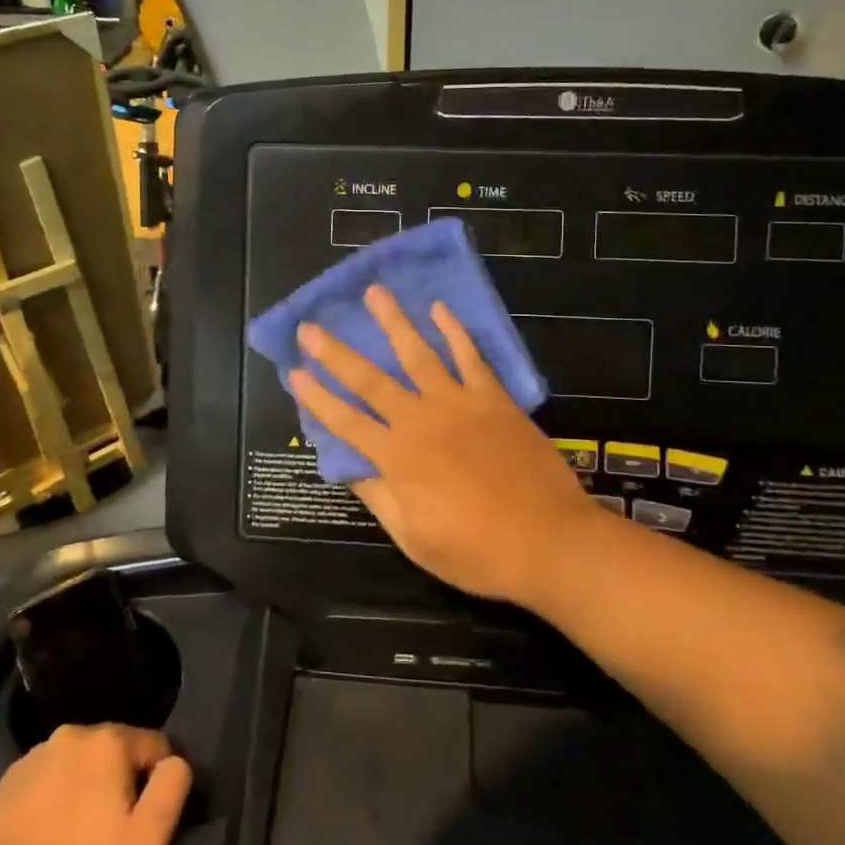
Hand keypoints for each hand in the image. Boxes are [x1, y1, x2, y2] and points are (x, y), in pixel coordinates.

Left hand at [0, 724, 191, 844]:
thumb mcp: (146, 843)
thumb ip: (172, 788)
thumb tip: (176, 761)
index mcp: (107, 741)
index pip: (154, 745)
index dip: (157, 783)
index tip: (145, 822)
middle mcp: (70, 735)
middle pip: (113, 753)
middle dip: (118, 785)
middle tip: (111, 836)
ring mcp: (31, 760)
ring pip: (76, 768)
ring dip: (84, 792)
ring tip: (76, 843)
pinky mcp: (2, 787)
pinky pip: (44, 786)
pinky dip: (51, 805)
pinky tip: (45, 844)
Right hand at [288, 286, 599, 604]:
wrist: (550, 540)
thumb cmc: (478, 551)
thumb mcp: (415, 539)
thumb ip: (380, 498)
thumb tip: (349, 467)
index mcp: (398, 459)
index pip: (345, 422)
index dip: (317, 398)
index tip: (294, 372)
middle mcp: (421, 421)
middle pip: (370, 380)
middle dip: (336, 352)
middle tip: (311, 326)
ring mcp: (459, 404)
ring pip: (418, 354)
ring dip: (393, 322)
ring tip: (374, 292)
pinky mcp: (493, 399)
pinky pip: (471, 357)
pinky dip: (455, 331)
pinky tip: (441, 308)